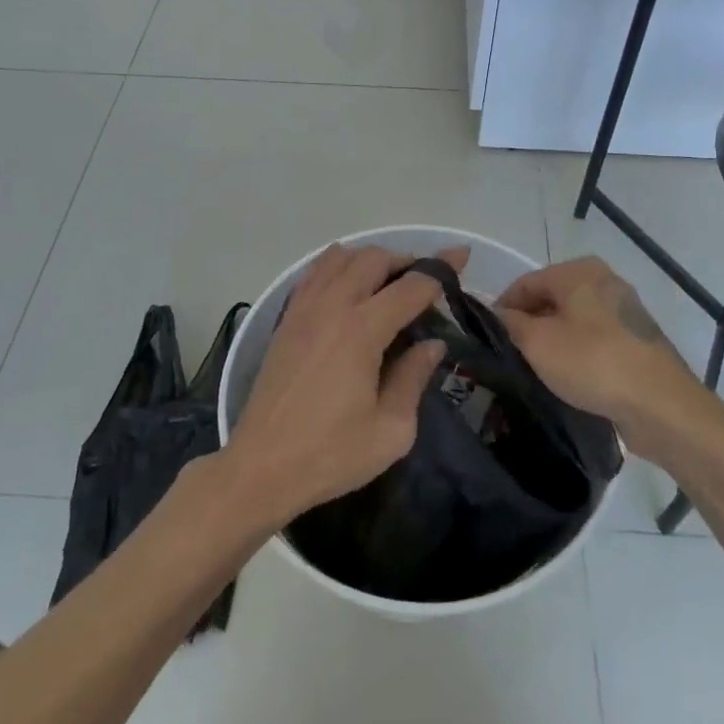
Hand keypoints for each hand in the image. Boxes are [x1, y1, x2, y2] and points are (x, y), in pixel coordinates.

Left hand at [222, 243, 468, 529]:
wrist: (260, 467)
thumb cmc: (330, 454)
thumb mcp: (391, 430)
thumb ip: (414, 378)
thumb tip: (432, 344)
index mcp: (361, 330)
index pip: (411, 286)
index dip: (441, 269)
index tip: (462, 256)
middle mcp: (332, 306)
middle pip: (374, 259)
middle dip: (406, 262)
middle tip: (426, 285)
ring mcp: (304, 309)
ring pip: (341, 258)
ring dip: (371, 260)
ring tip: (389, 283)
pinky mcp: (286, 320)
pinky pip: (314, 273)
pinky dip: (338, 267)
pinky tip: (349, 287)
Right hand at [496, 257, 705, 450]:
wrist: (660, 404)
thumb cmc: (592, 363)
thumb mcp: (538, 343)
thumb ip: (511, 324)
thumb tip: (498, 314)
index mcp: (579, 271)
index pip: (526, 283)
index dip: (502, 307)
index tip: (488, 336)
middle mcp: (604, 281)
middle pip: (551, 299)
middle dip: (529, 324)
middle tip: (510, 354)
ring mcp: (625, 310)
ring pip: (573, 320)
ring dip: (553, 340)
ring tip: (536, 369)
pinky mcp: (637, 339)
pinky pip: (595, 338)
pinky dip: (578, 352)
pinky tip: (569, 377)